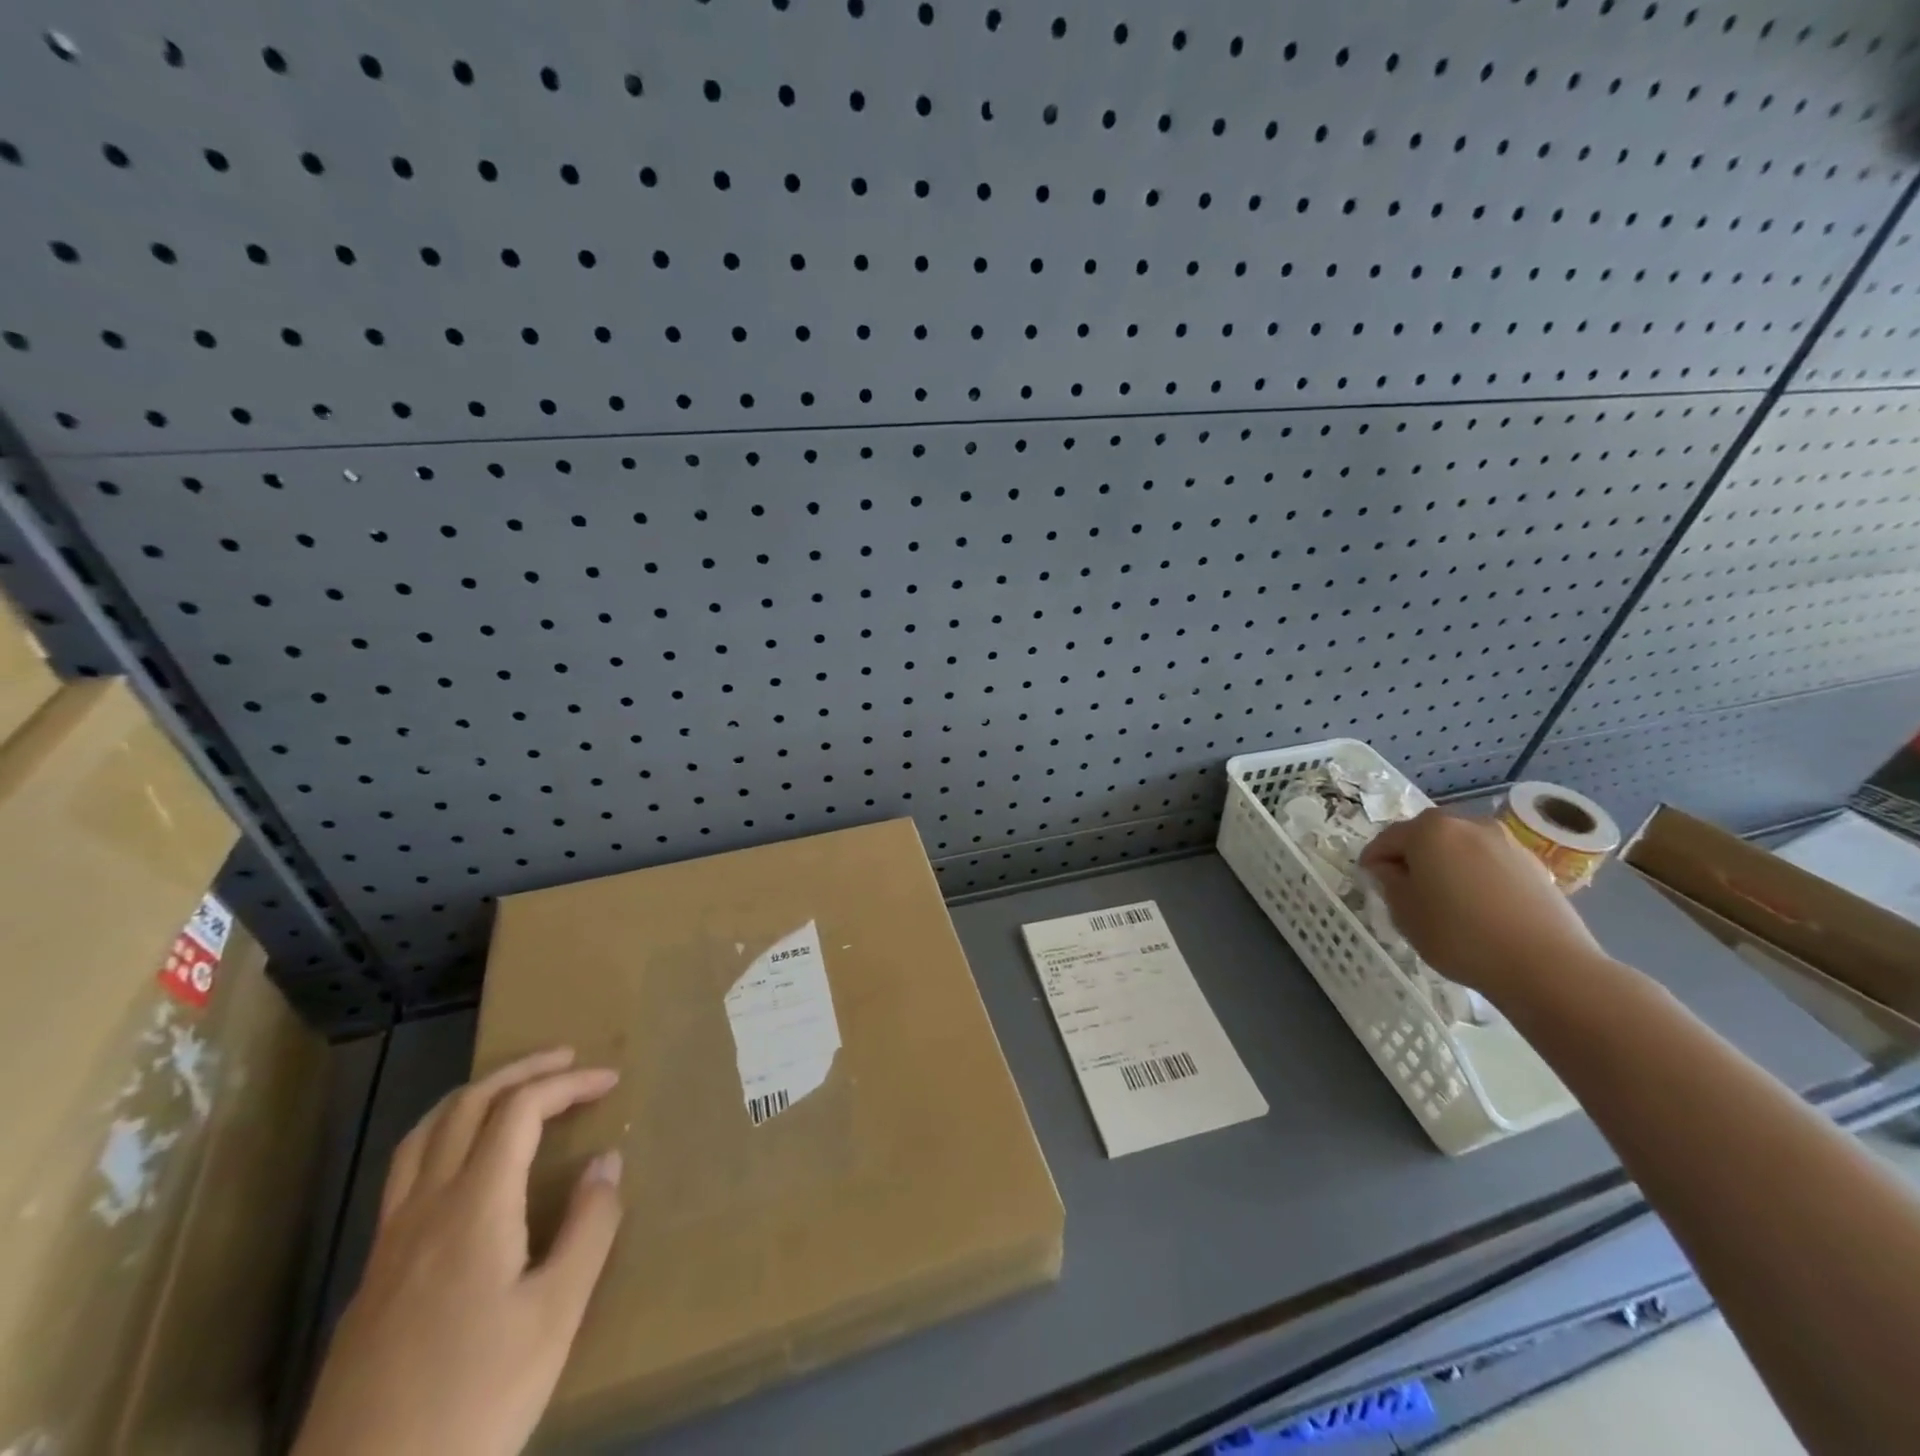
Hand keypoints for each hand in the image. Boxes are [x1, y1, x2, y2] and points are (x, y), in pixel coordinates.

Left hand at [293, 1047, 623, 1455]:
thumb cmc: (473, 1406)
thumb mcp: (555, 1318)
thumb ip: (589, 1228)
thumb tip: (606, 1160)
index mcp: (473, 1209)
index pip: (519, 1110)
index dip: (567, 1083)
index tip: (610, 1080)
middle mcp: (423, 1210)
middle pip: (465, 1107)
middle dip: (520, 1071)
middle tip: (567, 1061)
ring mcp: (387, 1246)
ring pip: (422, 1137)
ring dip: (473, 1098)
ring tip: (513, 1092)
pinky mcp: (370, 1281)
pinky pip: (406, 1176)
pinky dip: (444, 1140)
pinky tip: (466, 1171)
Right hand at [1359, 808, 1604, 1003]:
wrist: (1546, 965)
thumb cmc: (1459, 935)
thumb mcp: (1404, 912)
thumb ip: (1389, 882)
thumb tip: (1390, 869)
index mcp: (1429, 830)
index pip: (1387, 838)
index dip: (1373, 860)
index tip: (1369, 881)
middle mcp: (1468, 825)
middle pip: (1427, 836)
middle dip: (1412, 857)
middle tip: (1405, 889)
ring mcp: (1506, 842)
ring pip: (1461, 848)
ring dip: (1446, 865)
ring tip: (1445, 900)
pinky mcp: (1535, 865)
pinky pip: (1490, 864)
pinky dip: (1476, 877)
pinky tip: (1478, 908)